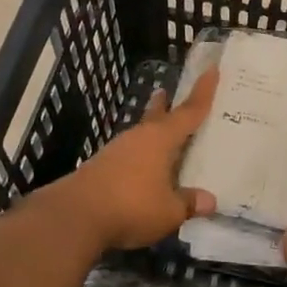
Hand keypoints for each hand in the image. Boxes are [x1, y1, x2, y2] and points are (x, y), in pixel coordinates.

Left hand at [51, 70, 218, 251]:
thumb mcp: (169, 211)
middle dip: (164, 105)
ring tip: (161, 136)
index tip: (211, 70)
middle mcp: (139, 138)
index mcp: (161, 139)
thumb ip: (189, 203)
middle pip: (157, 116)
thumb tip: (210, 200)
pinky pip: (129, 155)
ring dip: (150, 132)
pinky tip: (142, 170)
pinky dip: (140, 156)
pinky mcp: (101, 167)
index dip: (203, 92)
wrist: (75, 216)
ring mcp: (116, 151)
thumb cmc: (131, 206)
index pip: (189, 111)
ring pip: (140, 136)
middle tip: (166, 92)